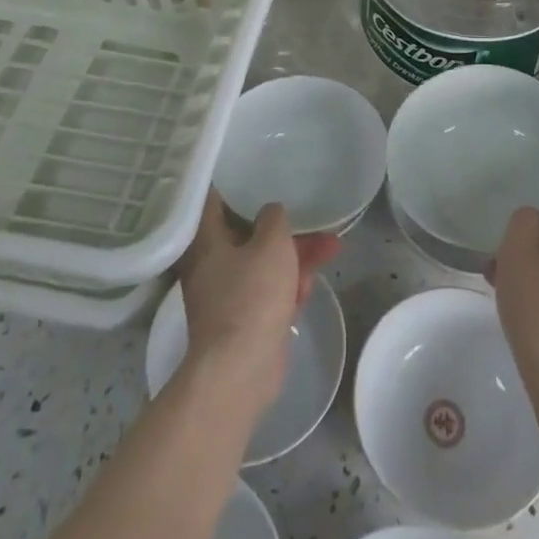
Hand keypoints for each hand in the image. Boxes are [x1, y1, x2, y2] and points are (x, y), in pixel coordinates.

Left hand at [177, 193, 340, 415]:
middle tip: (315, 217)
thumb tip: (270, 212)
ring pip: (264, 261)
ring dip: (296, 255)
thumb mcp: (271, 244)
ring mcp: (227, 292)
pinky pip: (267, 290)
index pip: (215, 198)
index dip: (236, 182)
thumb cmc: (251, 297)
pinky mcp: (243, 318)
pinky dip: (287, 285)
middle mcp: (211, 263)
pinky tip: (309, 287)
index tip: (256, 167)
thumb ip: (274, 218)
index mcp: (206, 240)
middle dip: (285, 226)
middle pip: (250, 231)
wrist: (241, 371)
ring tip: (332, 248)